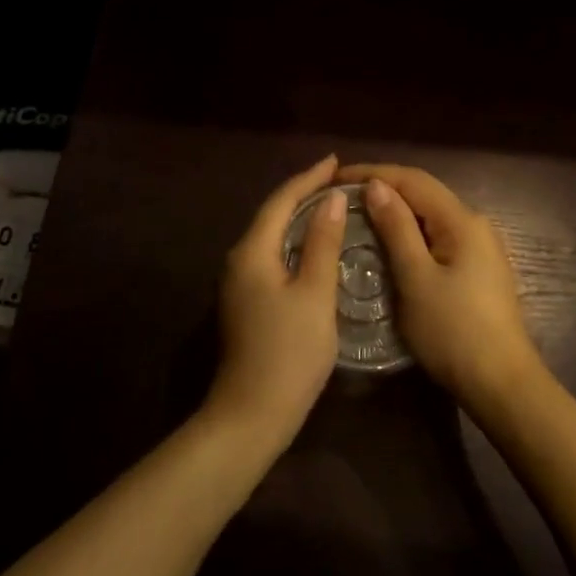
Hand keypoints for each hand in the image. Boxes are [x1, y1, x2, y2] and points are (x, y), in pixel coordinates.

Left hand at [205, 155, 345, 452]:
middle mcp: (239, 260)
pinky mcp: (245, 303)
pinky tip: (314, 249)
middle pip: (272, 215)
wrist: (251, 414)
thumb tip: (332, 199)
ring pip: (271, 237)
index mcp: (252, 251)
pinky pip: (272, 257)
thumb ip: (323, 243)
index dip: (308, 178)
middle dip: (303, 194)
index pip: (281, 201)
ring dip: (298, 219)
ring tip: (330, 206)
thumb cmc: (289, 351)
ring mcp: (238, 283)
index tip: (335, 162)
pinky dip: (294, 244)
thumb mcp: (315, 294)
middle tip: (337, 181)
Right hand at [337, 163, 544, 414]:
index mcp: (462, 220)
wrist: (502, 385)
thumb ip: (396, 228)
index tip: (335, 178)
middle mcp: (475, 224)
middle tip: (341, 196)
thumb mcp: (416, 278)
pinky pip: (437, 236)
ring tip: (357, 216)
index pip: (413, 179)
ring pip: (430, 216)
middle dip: (383, 188)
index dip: (373, 172)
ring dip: (395, 211)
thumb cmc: (453, 331)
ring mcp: (479, 248)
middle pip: (423, 193)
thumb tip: (376, 185)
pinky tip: (388, 244)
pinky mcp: (477, 269)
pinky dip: (409, 233)